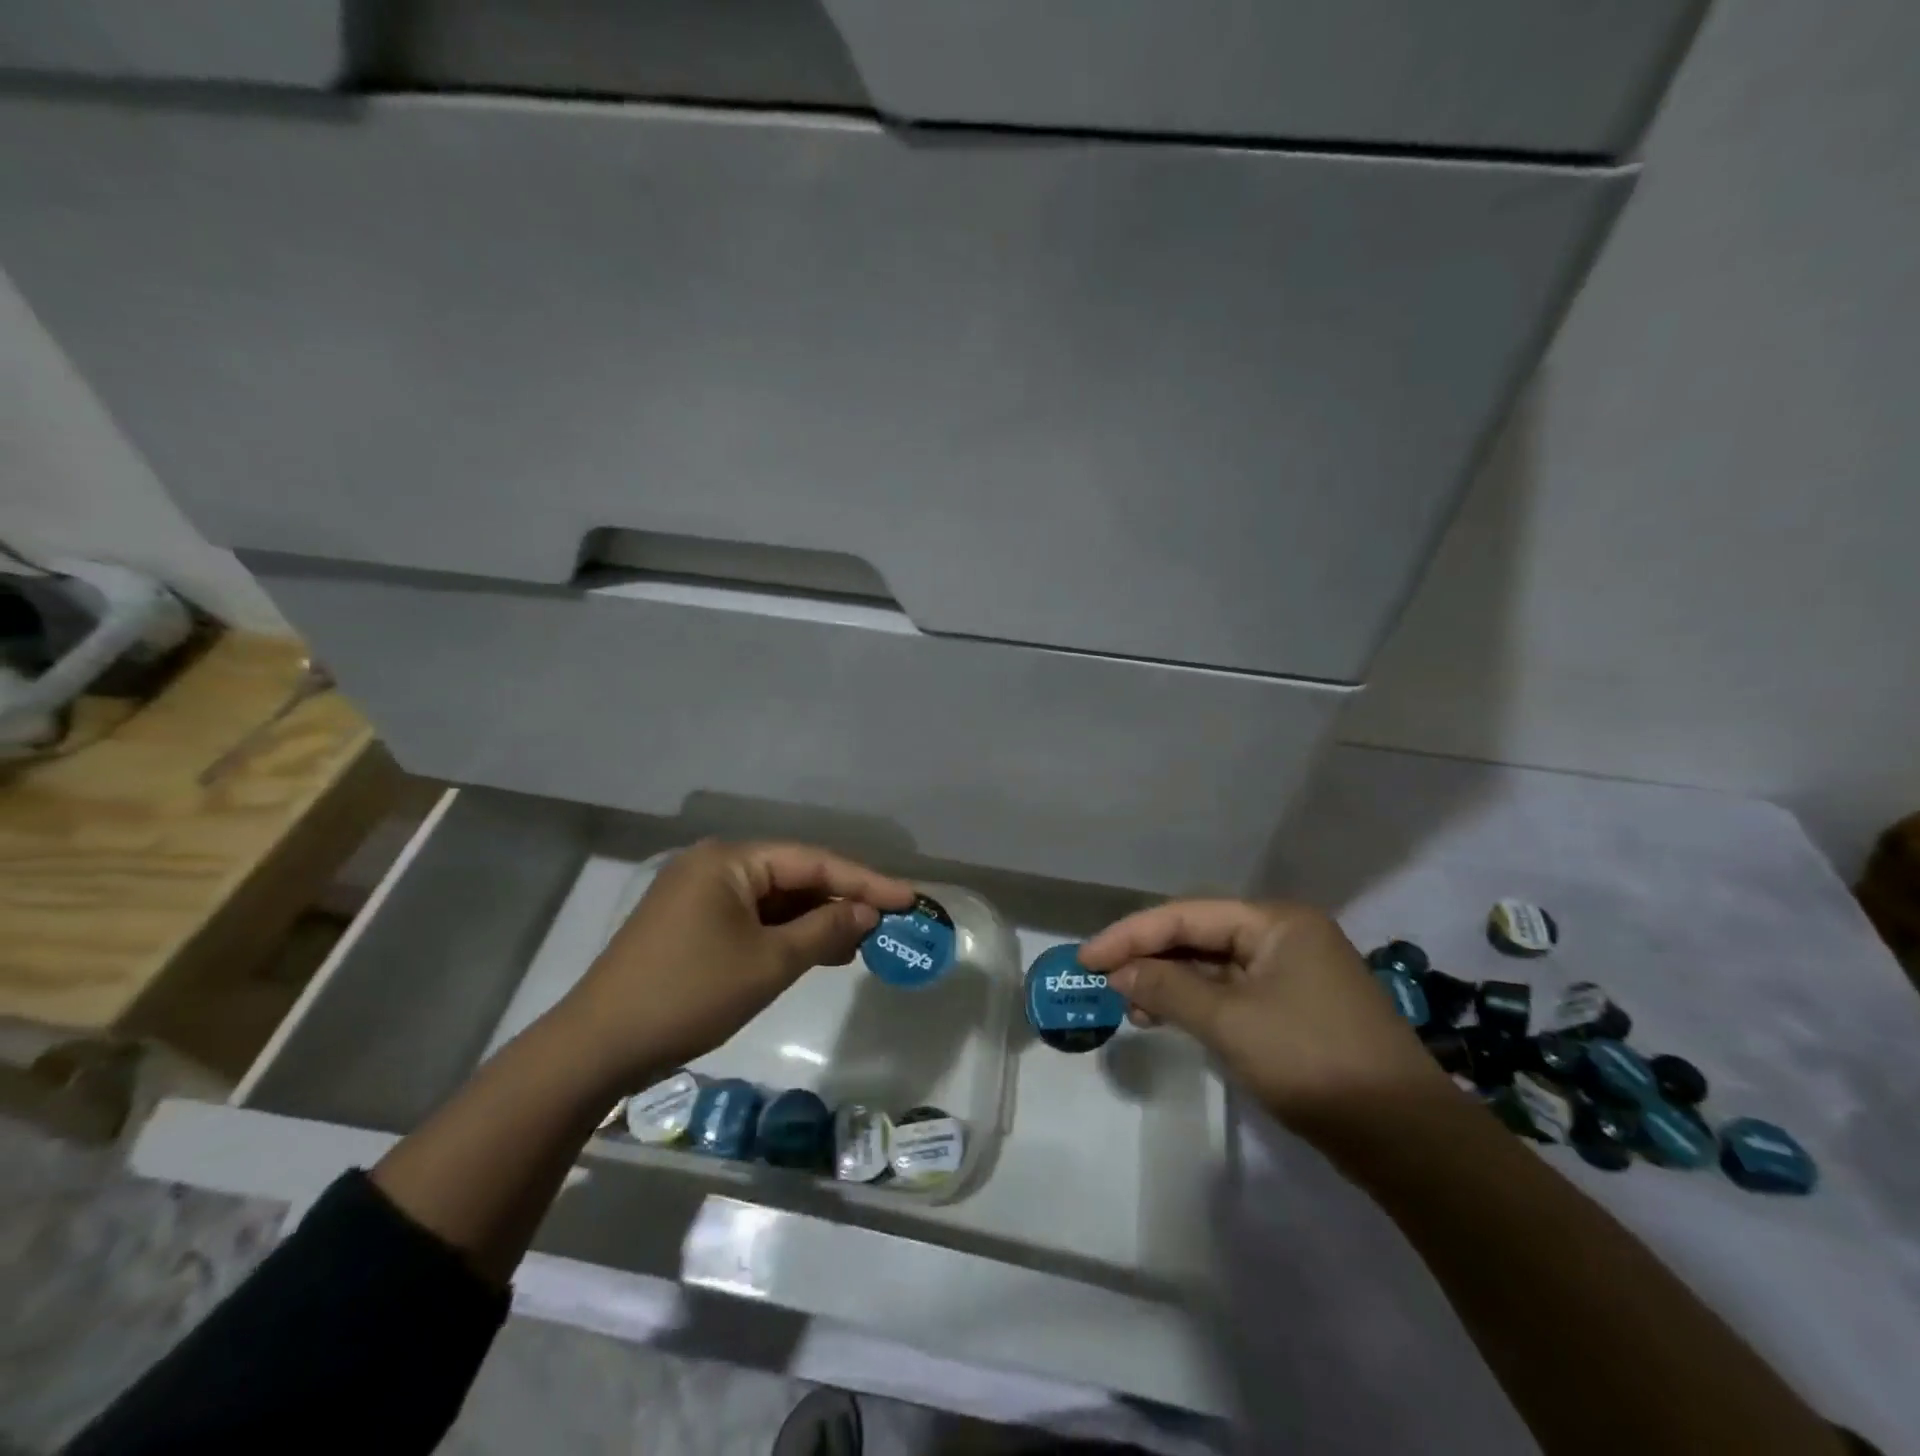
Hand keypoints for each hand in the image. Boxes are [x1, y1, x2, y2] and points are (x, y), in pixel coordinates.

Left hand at [555, 839, 914, 1086]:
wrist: (597, 1048)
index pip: (813, 861)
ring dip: (814, 920)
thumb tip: (866, 912)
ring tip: (858, 943)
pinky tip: (813, 952)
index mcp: (730, 860)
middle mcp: (714, 866)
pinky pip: (751, 919)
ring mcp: (698, 895)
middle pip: (793, 876)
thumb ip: (824, 929)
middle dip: (839, 901)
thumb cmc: (689, 995)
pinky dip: (784, 934)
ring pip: (773, 900)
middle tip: (887, 924)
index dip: (866, 880)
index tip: (909, 898)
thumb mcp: (768, 963)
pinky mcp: (690, 925)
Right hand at [1078, 899, 1454, 1136]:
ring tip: (1130, 1007)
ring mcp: (1293, 973)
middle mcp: (1284, 935)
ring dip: (1170, 982)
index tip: (1086, 959)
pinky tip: (1168, 1018)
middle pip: (1198, 935)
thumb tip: (1118, 972)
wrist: (1406, 1138)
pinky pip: (1232, 992)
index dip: (1130, 935)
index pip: (1185, 915)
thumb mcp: (1230, 1021)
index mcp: (1275, 921)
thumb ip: (1168, 988)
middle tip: (1103, 981)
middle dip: (1149, 958)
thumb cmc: (1312, 1061)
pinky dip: (1197, 1003)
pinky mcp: (1295, 1008)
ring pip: (1213, 966)